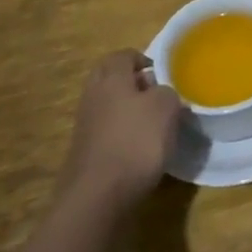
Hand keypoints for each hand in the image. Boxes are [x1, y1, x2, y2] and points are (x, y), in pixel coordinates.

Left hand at [60, 51, 182, 210]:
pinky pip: (104, 130)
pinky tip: (139, 149)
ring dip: (126, 109)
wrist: (98, 196)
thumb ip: (166, 91)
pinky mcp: (84, 152)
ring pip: (106, 105)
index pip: (123, 55)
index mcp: (111, 78)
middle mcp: (93, 96)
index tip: (160, 73)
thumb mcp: (166, 107)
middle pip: (108, 77)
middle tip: (154, 93)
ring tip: (151, 123)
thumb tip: (158, 94)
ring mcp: (85, 126)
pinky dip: (120, 133)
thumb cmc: (136, 141)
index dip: (142, 58)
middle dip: (130, 81)